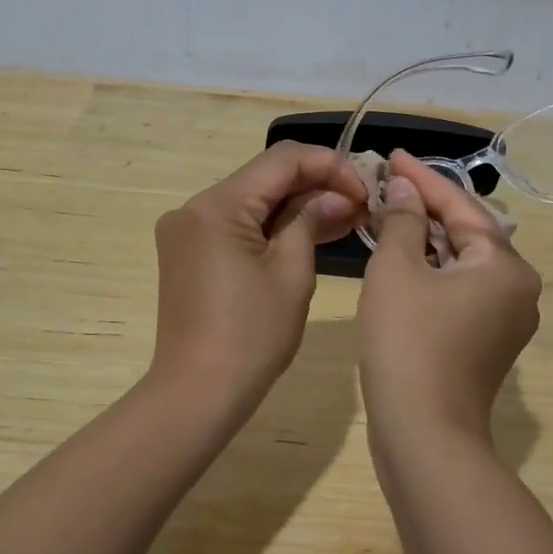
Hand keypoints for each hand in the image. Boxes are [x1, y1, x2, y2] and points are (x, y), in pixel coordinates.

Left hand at [150, 142, 364, 410]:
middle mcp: (195, 207)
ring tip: (347, 217)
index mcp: (216, 205)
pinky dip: (273, 226)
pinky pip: (238, 224)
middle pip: (265, 177)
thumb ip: (312, 221)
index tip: (364, 190)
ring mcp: (188, 230)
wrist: (197, 393)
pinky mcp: (190, 252)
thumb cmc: (251, 336)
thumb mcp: (291, 273)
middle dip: (315, 185)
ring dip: (297, 206)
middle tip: (361, 205)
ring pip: (253, 200)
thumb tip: (337, 196)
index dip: (329, 166)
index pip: (281, 160)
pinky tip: (312, 232)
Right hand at [358, 151, 541, 442]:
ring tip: (390, 214)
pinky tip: (403, 259)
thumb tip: (405, 190)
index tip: (392, 155)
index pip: (460, 205)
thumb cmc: (408, 342)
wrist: (424, 435)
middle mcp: (519, 288)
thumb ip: (403, 220)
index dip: (422, 178)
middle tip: (388, 184)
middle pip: (467, 231)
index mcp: (506, 265)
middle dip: (425, 207)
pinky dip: (433, 270)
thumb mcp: (397, 270)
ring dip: (426, 239)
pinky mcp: (488, 341)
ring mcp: (507, 318)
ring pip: (463, 261)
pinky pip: (461, 289)